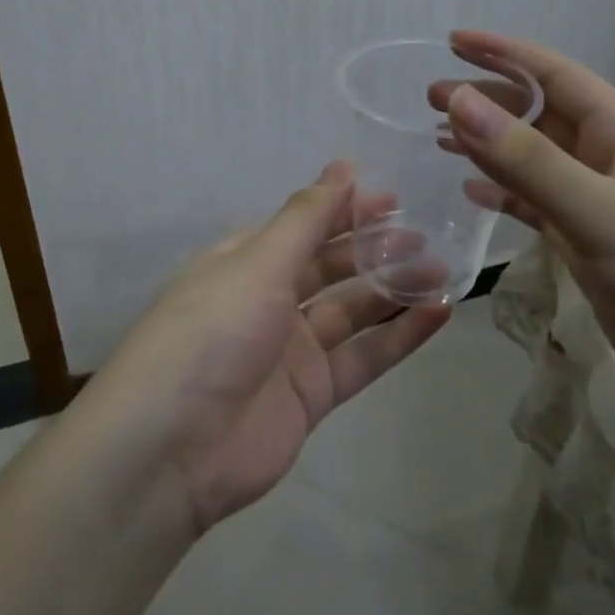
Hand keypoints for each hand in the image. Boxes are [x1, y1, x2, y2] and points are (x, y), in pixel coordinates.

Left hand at [93, 163, 450, 532]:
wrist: (172, 448)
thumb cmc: (212, 332)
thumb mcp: (258, 263)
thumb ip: (306, 218)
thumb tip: (342, 166)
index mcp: (246, 262)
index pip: (303, 226)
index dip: (345, 209)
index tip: (394, 197)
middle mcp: (269, 299)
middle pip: (331, 265)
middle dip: (375, 247)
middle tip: (426, 234)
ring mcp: (292, 349)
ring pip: (353, 310)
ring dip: (394, 289)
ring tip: (443, 270)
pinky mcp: (312, 395)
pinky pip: (363, 358)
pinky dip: (399, 337)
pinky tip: (437, 314)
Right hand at [438, 31, 614, 437]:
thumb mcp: (604, 212)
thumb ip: (528, 160)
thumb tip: (461, 99)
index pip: (556, 75)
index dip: (504, 53)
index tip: (452, 41)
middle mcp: (613, 163)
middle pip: (541, 117)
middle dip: (488, 101)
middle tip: (431, 97)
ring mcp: (604, 210)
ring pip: (536, 164)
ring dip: (491, 148)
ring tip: (439, 138)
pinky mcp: (597, 253)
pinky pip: (540, 210)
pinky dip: (506, 198)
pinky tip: (473, 195)